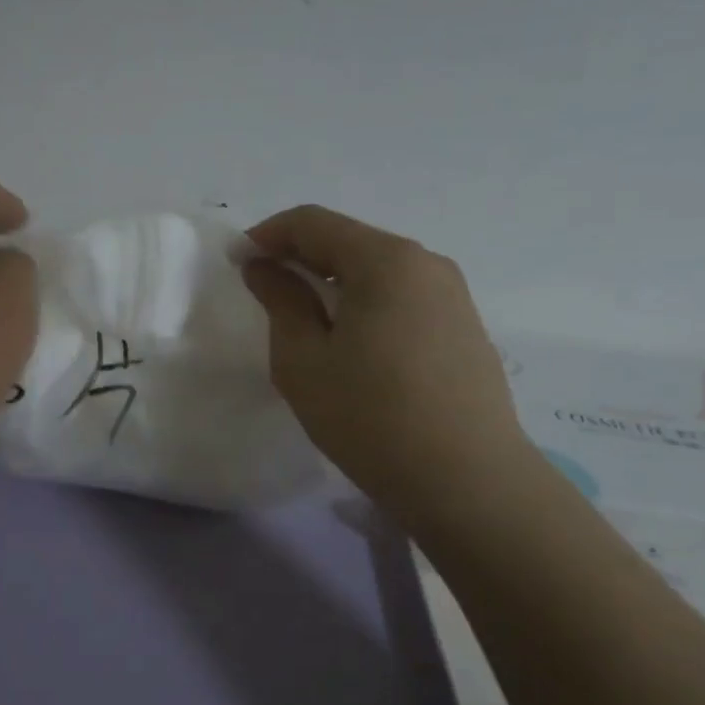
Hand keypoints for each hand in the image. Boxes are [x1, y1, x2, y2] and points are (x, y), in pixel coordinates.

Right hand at [242, 205, 532, 526]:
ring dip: (332, 279)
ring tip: (303, 316)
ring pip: (377, 269)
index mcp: (385, 261)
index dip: (267, 234)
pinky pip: (402, 295)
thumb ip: (280, 301)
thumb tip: (263, 266)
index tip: (236, 260)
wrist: (468, 482)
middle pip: (349, 240)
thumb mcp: (303, 360)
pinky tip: (350, 341)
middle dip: (299, 255)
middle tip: (263, 288)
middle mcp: (426, 263)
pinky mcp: (464, 327)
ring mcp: (452, 295)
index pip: (313, 222)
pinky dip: (364, 301)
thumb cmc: (370, 417)